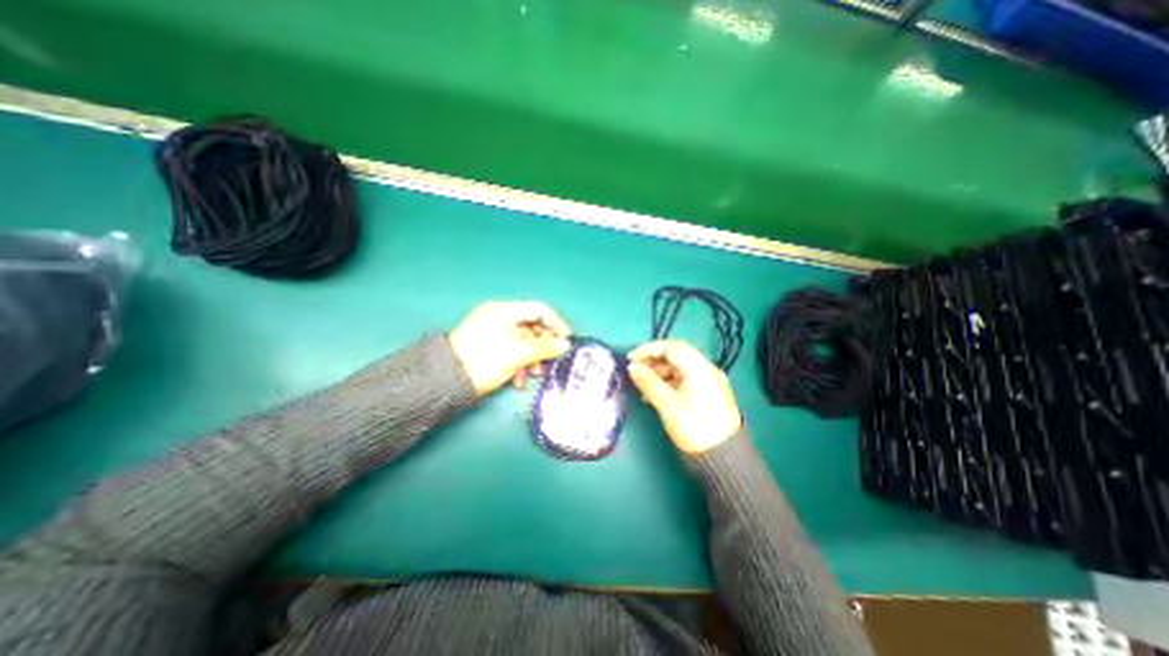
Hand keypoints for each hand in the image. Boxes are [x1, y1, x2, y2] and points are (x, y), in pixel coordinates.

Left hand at [449, 299, 573, 393]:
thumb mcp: (518, 353)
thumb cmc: (485, 360)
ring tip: (534, 375)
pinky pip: (511, 349)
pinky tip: (518, 381)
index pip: (539, 310)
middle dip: (543, 346)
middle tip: (550, 362)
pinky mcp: (488, 346)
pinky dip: (519, 363)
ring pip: (523, 341)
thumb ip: (544, 348)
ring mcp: (493, 331)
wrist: (447, 381)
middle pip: (532, 327)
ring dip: (532, 358)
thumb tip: (565, 345)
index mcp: (505, 311)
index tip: (566, 340)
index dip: (556, 324)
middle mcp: (500, 316)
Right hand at [631, 341, 737, 452]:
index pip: (671, 347)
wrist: (723, 458)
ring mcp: (709, 381)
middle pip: (676, 355)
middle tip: (635, 370)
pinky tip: (656, 394)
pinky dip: (669, 382)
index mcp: (699, 367)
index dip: (648, 349)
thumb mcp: (667, 404)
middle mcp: (706, 369)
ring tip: (642, 385)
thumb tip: (632, 367)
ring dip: (660, 372)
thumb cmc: (693, 427)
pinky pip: (685, 379)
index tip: (630, 358)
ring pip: (680, 368)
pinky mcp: (708, 393)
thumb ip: (648, 382)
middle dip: (653, 360)